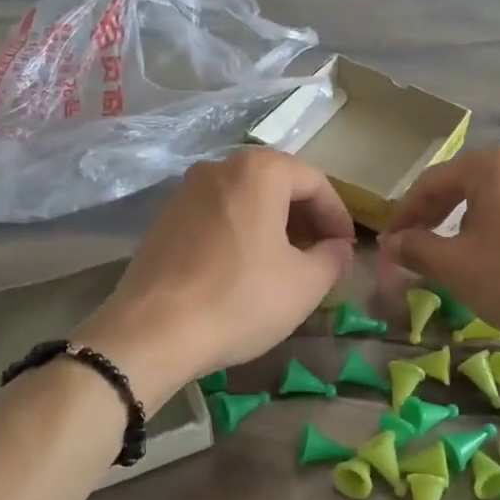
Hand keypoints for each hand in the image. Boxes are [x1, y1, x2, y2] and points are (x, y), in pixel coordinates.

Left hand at [77, 149, 354, 401]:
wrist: (152, 332)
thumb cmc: (240, 300)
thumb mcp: (305, 284)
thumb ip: (334, 257)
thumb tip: (338, 248)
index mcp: (259, 171)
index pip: (316, 182)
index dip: (339, 216)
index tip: (346, 250)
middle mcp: (220, 167)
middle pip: (279, 184)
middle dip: (307, 219)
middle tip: (322, 256)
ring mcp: (186, 191)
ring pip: (247, 199)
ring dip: (275, 226)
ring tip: (287, 265)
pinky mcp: (164, 218)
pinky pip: (218, 215)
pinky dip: (242, 233)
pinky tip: (246, 270)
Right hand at [379, 147, 499, 348]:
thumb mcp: (455, 266)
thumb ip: (416, 248)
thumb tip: (393, 243)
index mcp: (489, 166)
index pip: (430, 183)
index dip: (403, 215)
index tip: (388, 244)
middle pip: (460, 187)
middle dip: (431, 218)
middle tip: (411, 247)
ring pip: (487, 201)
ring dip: (459, 225)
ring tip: (446, 256)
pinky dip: (489, 231)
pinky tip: (488, 259)